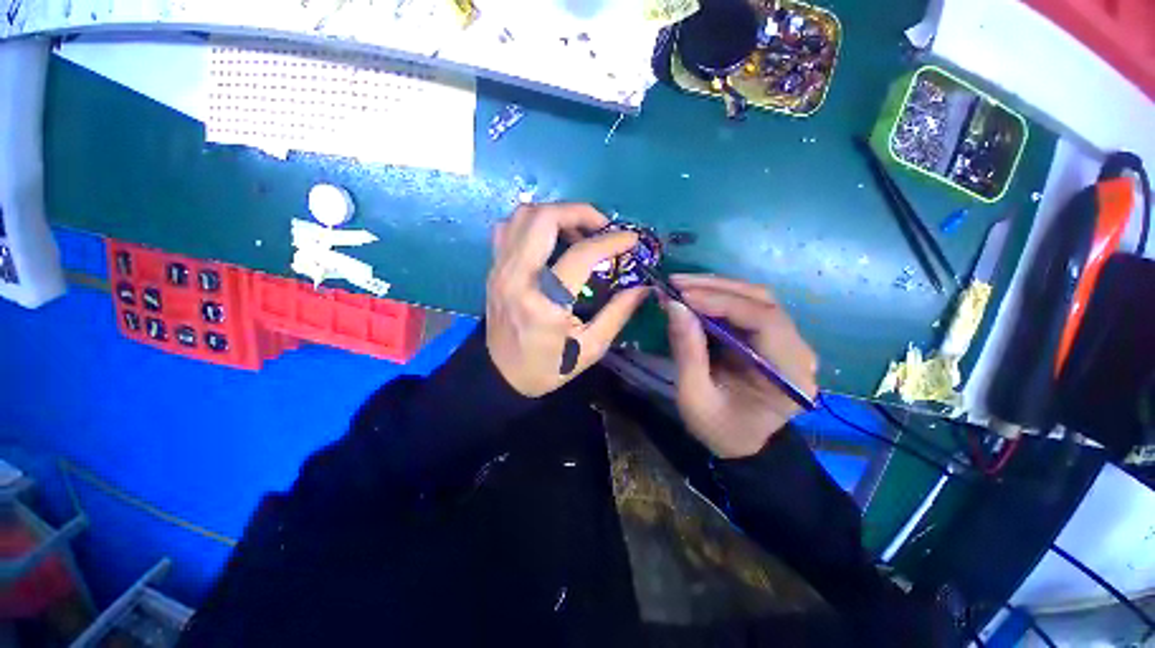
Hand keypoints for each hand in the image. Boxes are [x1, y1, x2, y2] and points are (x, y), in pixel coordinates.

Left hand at [486, 203, 648, 396]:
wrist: (501, 375)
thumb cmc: (547, 366)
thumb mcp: (590, 348)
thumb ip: (617, 314)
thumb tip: (642, 287)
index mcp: (545, 303)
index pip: (579, 255)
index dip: (610, 241)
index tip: (631, 239)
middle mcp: (517, 277)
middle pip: (543, 219)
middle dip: (579, 212)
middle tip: (602, 226)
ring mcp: (500, 269)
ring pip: (522, 215)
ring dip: (556, 213)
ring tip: (578, 230)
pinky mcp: (494, 268)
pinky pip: (509, 227)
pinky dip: (533, 222)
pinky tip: (550, 238)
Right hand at [664, 275, 818, 458]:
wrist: (740, 441)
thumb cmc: (719, 427)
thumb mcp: (694, 396)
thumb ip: (687, 351)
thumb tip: (674, 305)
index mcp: (789, 376)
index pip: (765, 321)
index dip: (722, 302)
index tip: (682, 295)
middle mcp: (799, 352)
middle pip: (763, 302)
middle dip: (716, 288)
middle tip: (676, 283)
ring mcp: (788, 341)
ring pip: (757, 298)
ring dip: (716, 288)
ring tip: (680, 285)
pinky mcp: (773, 337)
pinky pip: (748, 307)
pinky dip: (719, 297)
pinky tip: (694, 295)